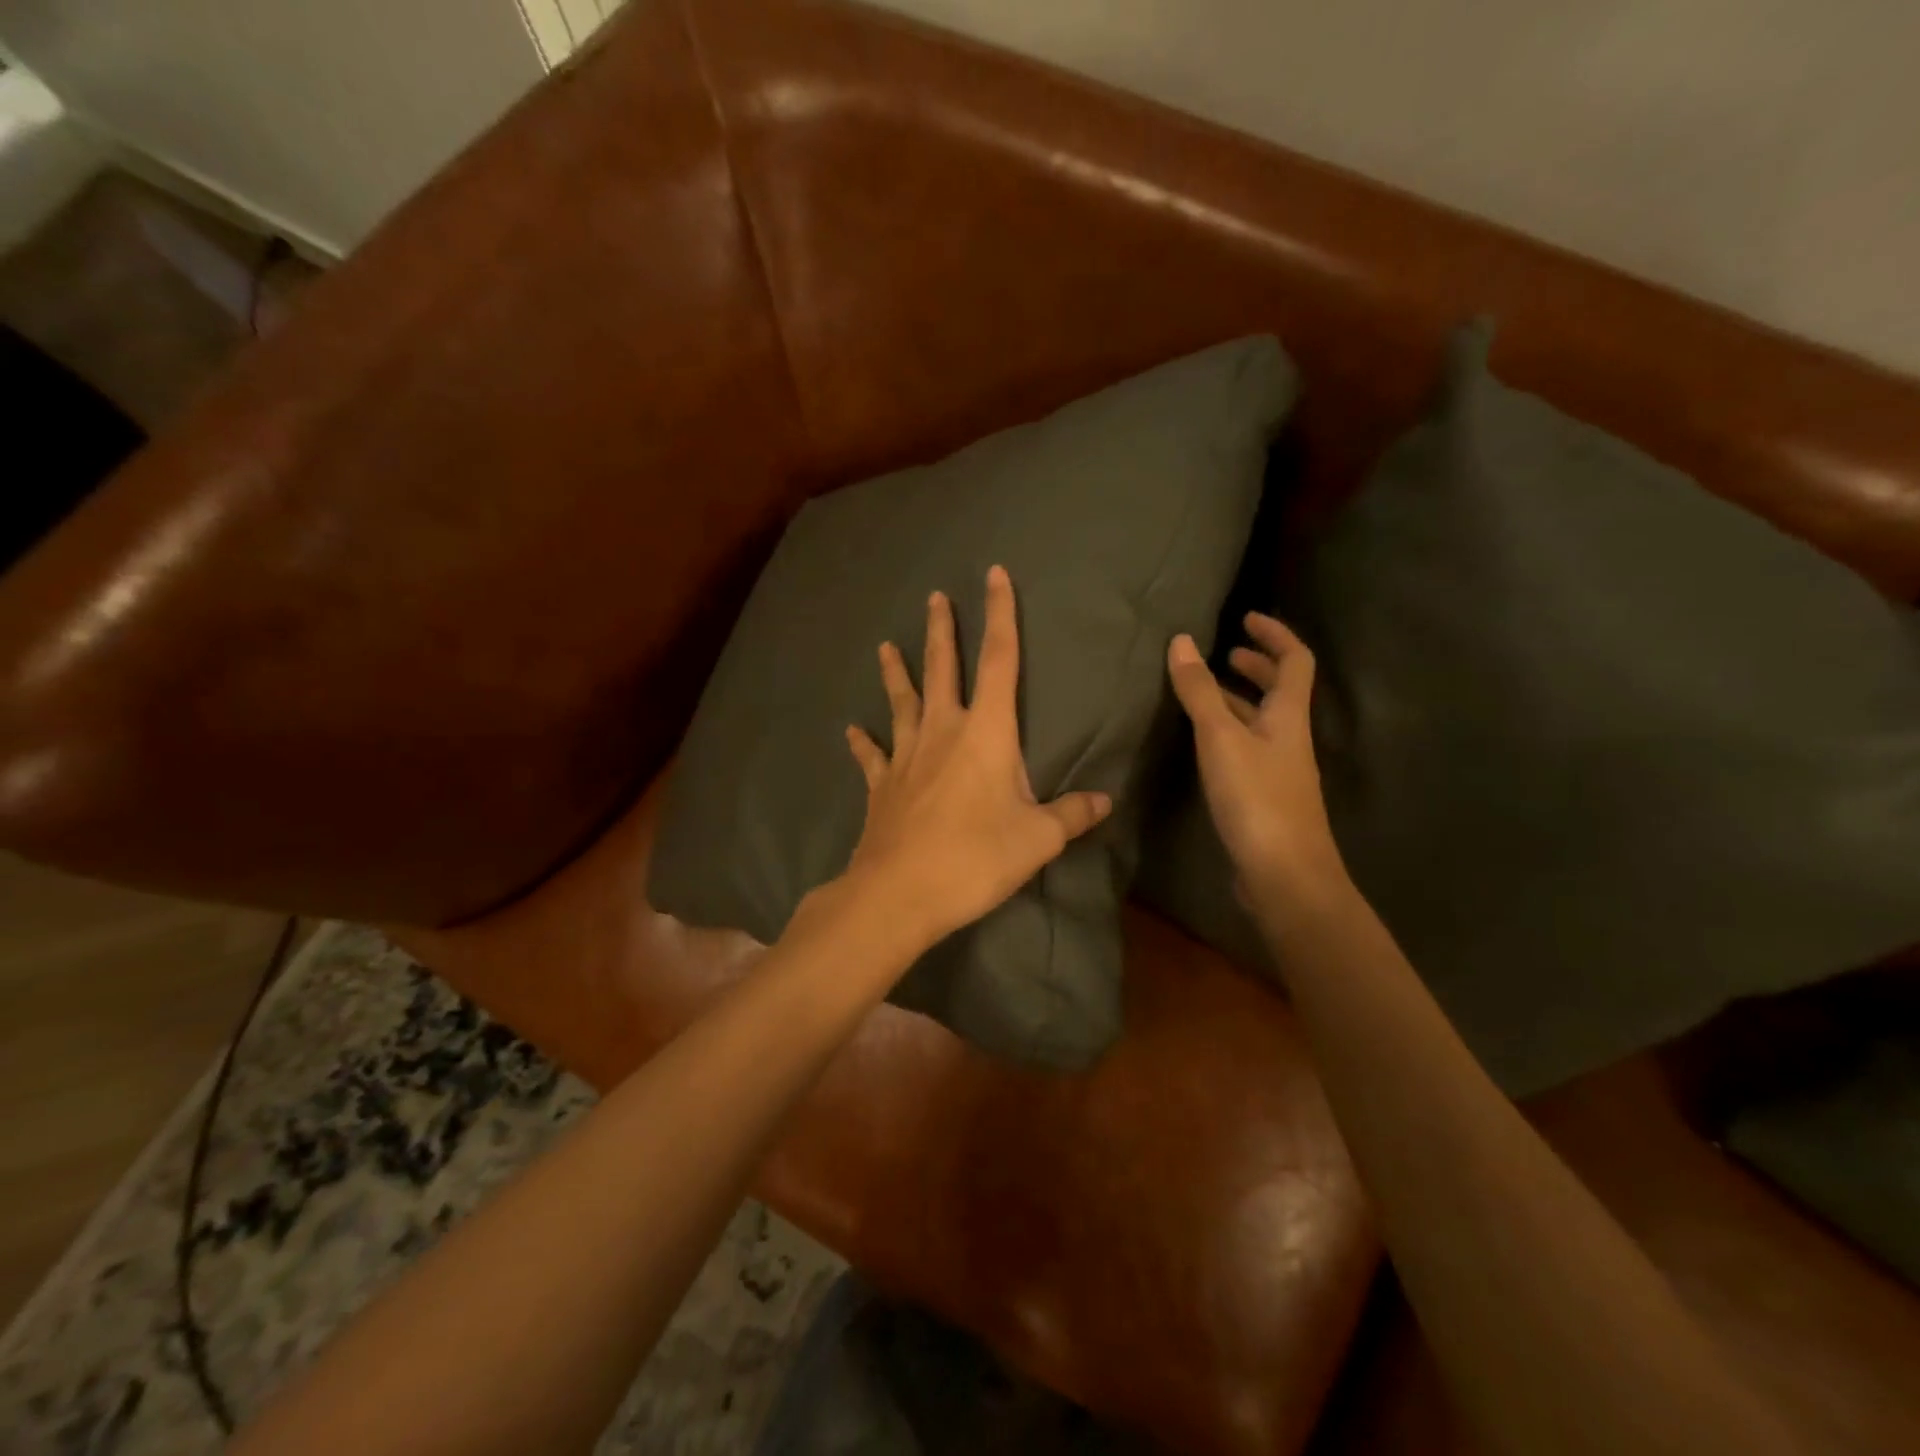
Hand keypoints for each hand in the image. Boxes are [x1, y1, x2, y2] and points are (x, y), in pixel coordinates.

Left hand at [839, 565, 1112, 952]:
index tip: (995, 575)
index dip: (1000, 615)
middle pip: (942, 669)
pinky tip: (851, 730)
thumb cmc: (975, 859)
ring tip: (885, 646)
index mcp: (985, 733)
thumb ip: (1071, 815)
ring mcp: (905, 757)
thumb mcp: (1037, 839)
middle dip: (942, 631)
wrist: (899, 893)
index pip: (998, 660)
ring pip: (901, 703)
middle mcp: (941, 732)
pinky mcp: (881, 786)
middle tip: (935, 597)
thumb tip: (1104, 801)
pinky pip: (872, 757)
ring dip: (895, 673)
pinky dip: (862, 743)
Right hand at [1166, 613, 1345, 908]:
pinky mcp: (1264, 797)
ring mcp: (1279, 770)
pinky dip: (1228, 734)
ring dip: (1238, 701)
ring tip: (1203, 694)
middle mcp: (1289, 738)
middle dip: (1256, 667)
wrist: (1284, 875)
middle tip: (1225, 655)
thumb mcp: (1221, 738)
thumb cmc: (1256, 798)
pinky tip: (1203, 745)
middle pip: (1281, 691)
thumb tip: (1182, 641)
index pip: (1295, 660)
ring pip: (1260, 723)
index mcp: (1288, 716)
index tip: (1246, 618)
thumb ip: (1199, 691)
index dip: (1275, 635)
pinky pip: (1247, 750)